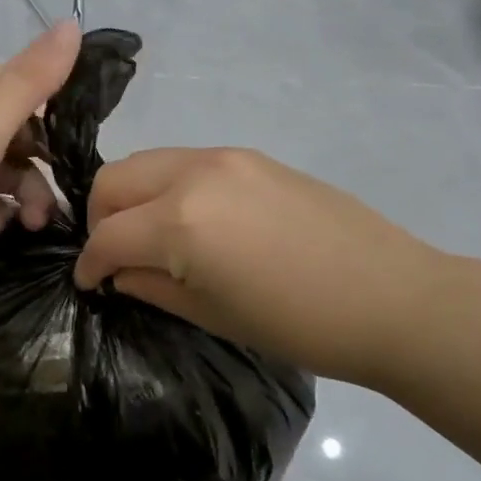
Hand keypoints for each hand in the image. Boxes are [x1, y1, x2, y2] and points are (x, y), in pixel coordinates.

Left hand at [0, 21, 81, 286]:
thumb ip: (34, 76)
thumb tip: (73, 22)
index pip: (28, 88)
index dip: (60, 105)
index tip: (88, 136)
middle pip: (21, 141)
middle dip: (44, 170)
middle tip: (56, 206)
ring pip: (4, 176)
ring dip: (24, 199)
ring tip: (30, 226)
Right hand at [72, 147, 448, 383]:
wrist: (391, 297)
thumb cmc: (298, 324)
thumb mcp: (212, 315)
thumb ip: (152, 286)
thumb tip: (119, 273)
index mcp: (180, 222)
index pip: (107, 235)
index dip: (89, 264)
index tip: (88, 284)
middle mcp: (193, 174)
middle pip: (115, 179)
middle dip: (100, 218)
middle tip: (115, 256)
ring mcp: (225, 157)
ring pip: (147, 162)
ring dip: (133, 197)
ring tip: (150, 237)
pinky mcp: (251, 156)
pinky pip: (186, 162)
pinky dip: (168, 187)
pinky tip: (192, 222)